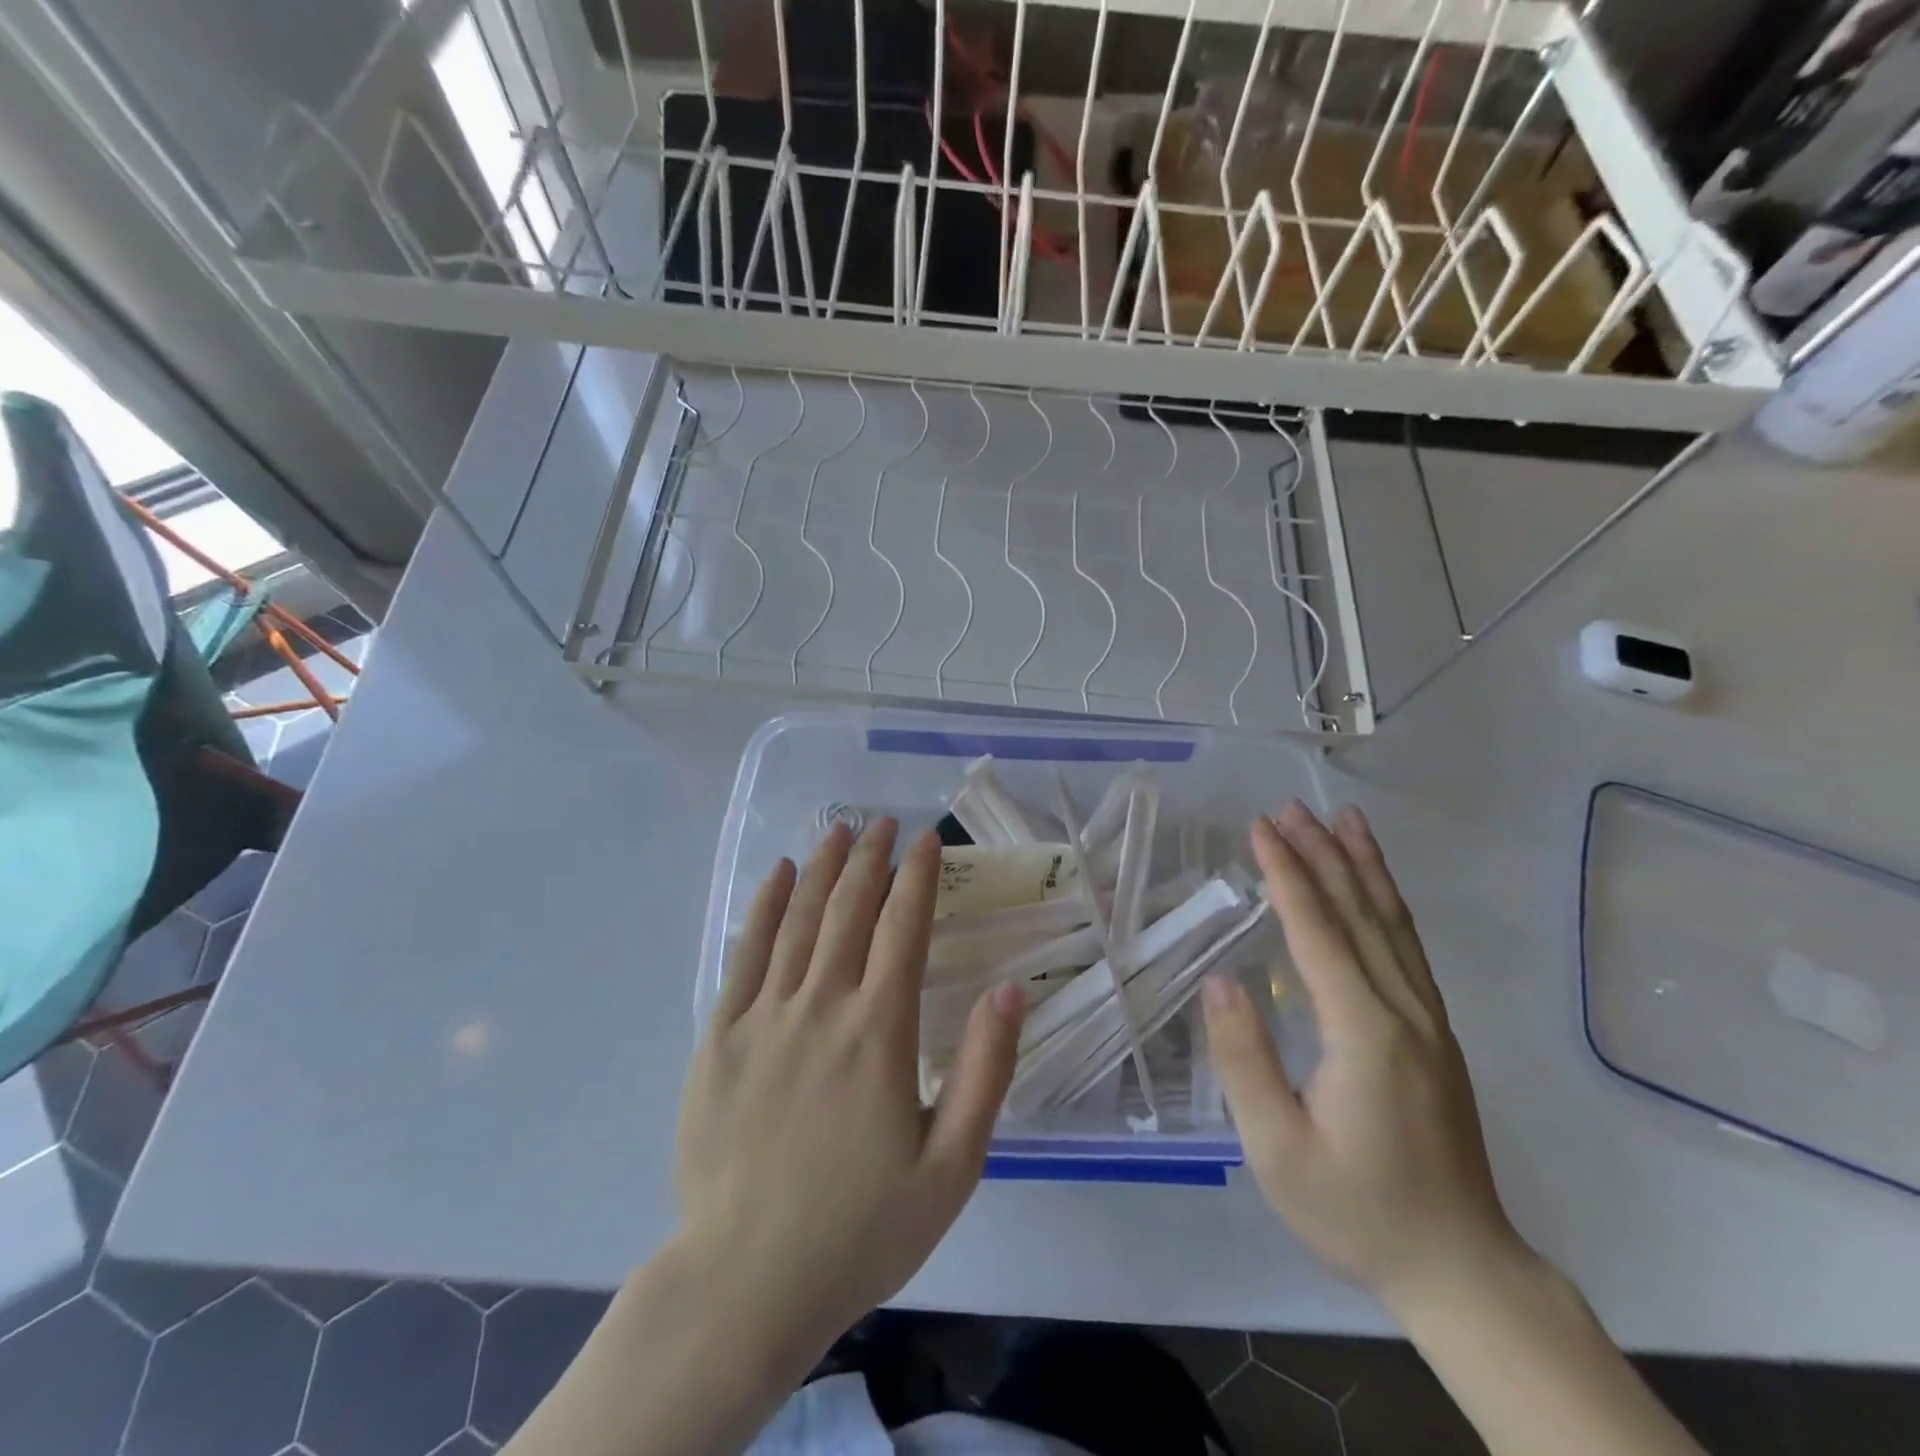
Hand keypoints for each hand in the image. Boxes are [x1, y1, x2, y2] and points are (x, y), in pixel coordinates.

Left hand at [673, 819, 1025, 1360]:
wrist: (745, 1283)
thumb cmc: (861, 1228)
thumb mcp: (951, 1165)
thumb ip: (984, 1070)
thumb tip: (1009, 989)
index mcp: (880, 1031)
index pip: (905, 928)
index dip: (918, 878)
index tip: (926, 841)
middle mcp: (823, 1005)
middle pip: (851, 910)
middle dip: (871, 859)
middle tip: (883, 822)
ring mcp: (765, 1016)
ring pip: (800, 920)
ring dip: (822, 869)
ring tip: (838, 831)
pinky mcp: (720, 1036)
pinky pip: (745, 953)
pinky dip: (764, 906)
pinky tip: (777, 875)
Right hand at [1202, 801, 1523, 1311]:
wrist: (1459, 1266)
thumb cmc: (1356, 1210)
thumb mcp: (1278, 1150)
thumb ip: (1246, 1061)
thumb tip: (1221, 983)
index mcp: (1364, 1032)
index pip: (1318, 932)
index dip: (1287, 875)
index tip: (1260, 829)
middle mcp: (1404, 1011)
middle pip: (1358, 913)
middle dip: (1322, 854)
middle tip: (1288, 808)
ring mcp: (1429, 1019)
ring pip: (1393, 922)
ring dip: (1363, 866)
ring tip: (1342, 819)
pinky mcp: (1436, 1031)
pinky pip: (1409, 947)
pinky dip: (1389, 902)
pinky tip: (1375, 884)